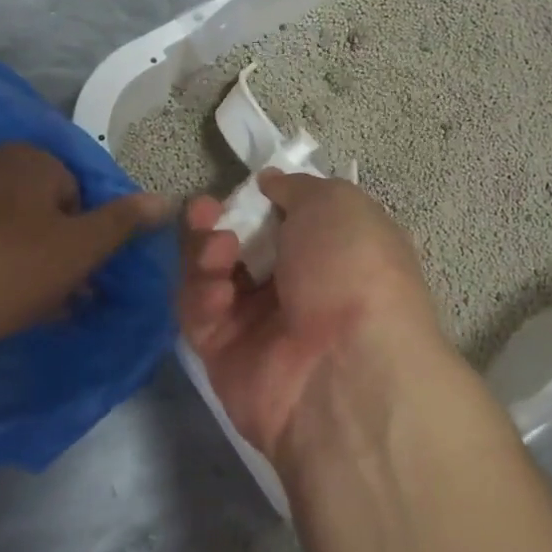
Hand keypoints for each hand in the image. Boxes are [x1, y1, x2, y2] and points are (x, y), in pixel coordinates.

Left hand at [0, 143, 172, 357]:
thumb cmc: (2, 269)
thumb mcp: (77, 249)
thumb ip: (123, 223)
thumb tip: (167, 198)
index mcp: (34, 159)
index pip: (85, 195)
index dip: (92, 240)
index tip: (88, 279)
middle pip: (49, 213)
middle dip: (61, 256)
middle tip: (65, 300)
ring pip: (14, 232)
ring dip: (30, 268)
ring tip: (31, 311)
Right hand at [178, 170, 443, 464]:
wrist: (347, 368)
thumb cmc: (352, 269)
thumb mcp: (337, 204)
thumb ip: (298, 188)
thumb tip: (271, 183)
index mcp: (334, 250)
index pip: (286, 219)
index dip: (260, 200)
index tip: (246, 187)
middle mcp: (298, 285)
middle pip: (241, 244)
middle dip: (219, 222)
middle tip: (205, 210)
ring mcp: (260, 323)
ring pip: (213, 275)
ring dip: (206, 253)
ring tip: (218, 249)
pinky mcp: (225, 355)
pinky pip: (200, 315)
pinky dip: (202, 297)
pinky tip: (218, 294)